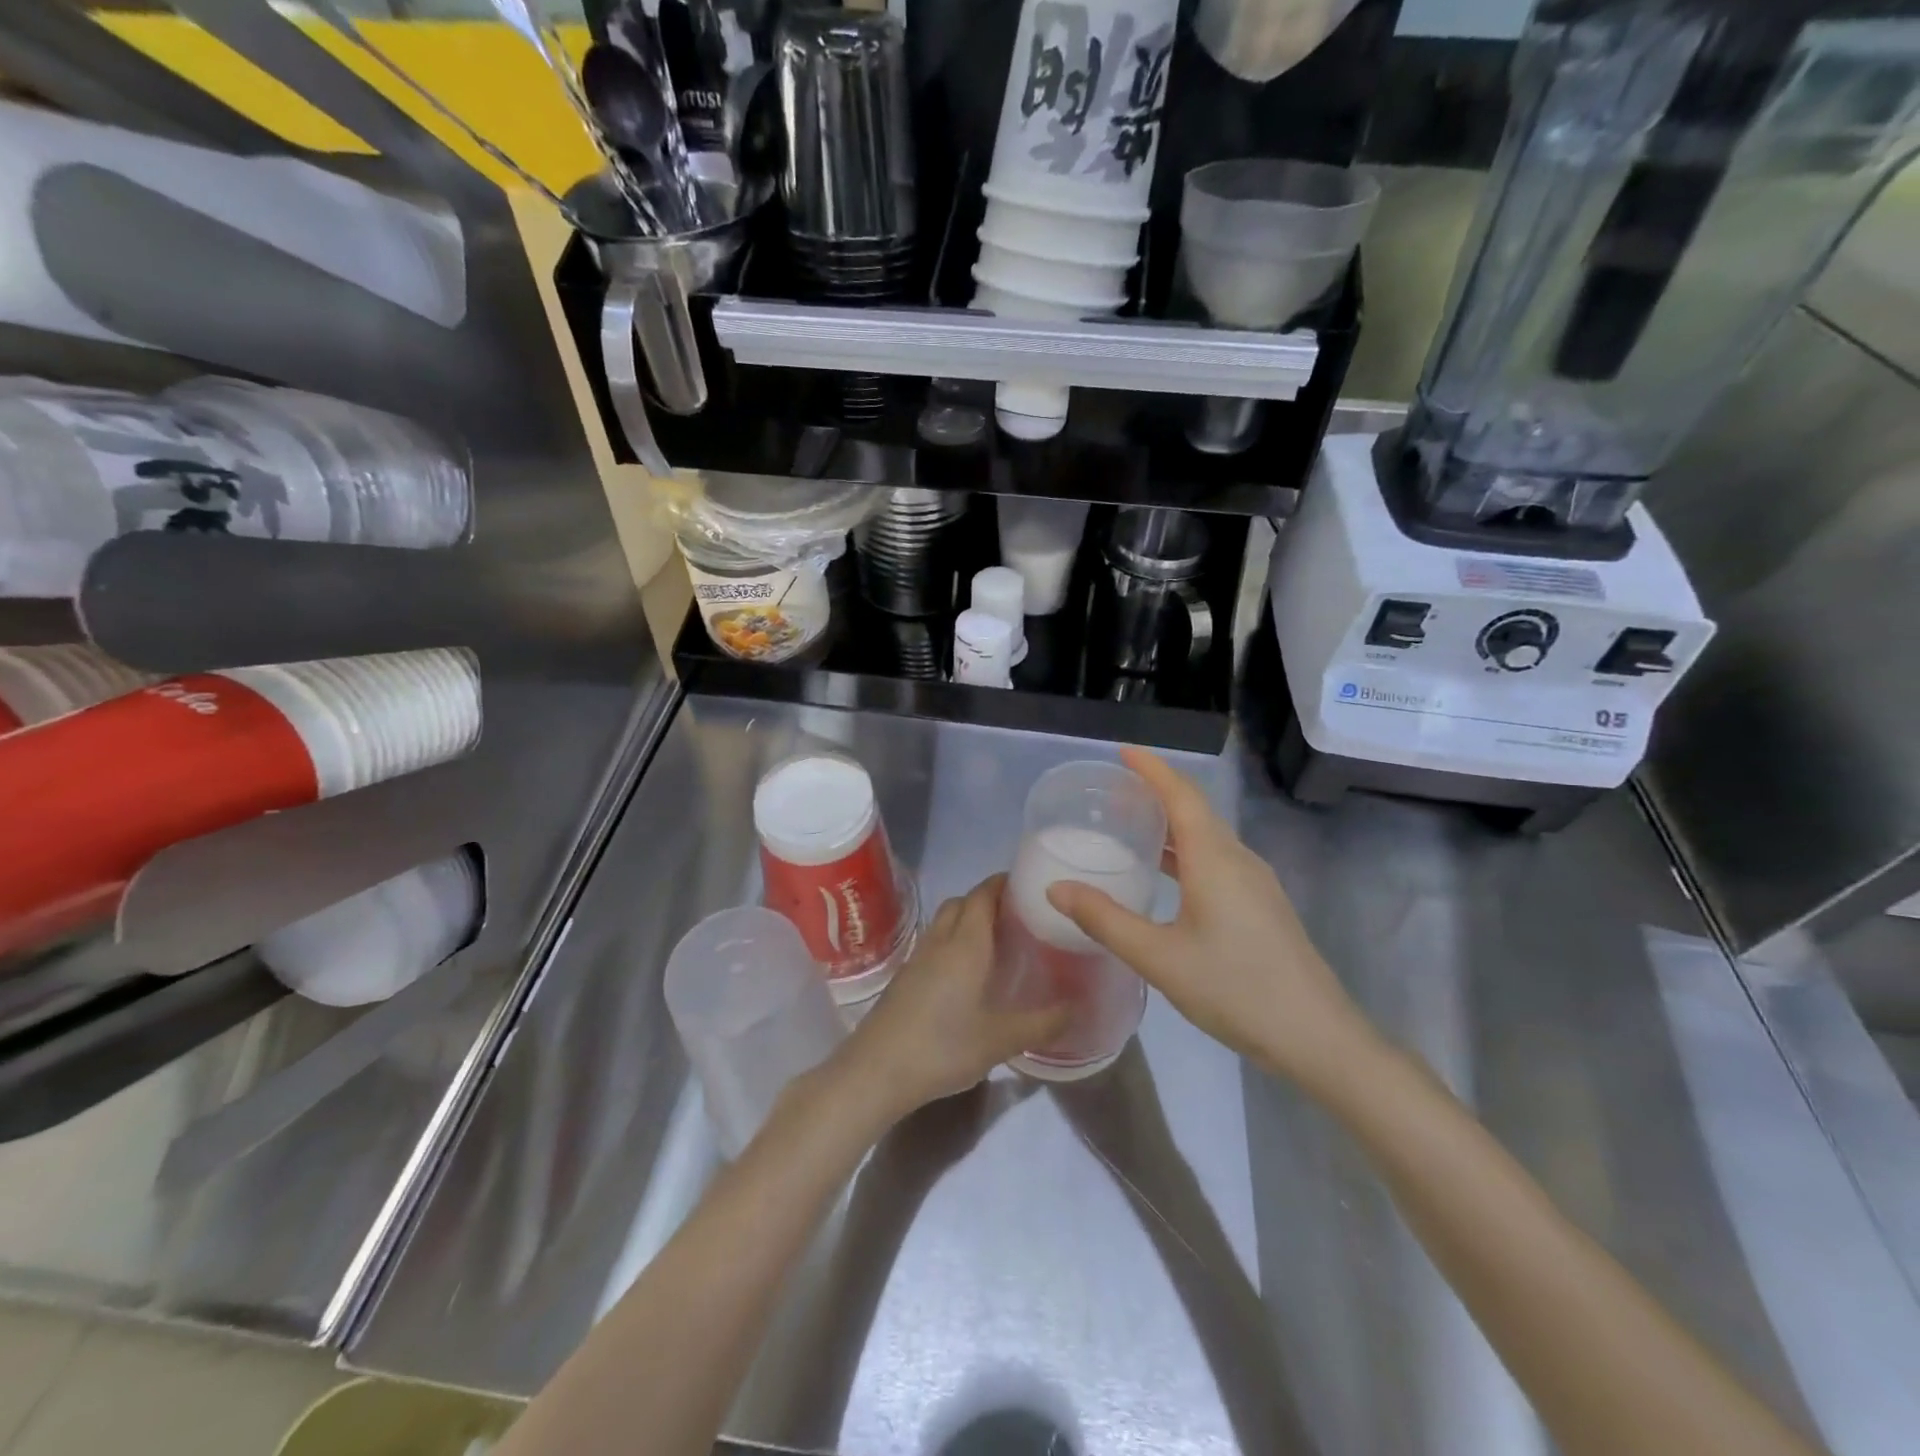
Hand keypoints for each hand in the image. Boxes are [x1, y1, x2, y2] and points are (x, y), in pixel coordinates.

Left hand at [838, 876, 1068, 1123]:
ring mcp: (918, 957)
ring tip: (996, 942)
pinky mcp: (905, 977)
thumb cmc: (943, 1047)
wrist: (877, 1070)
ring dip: (967, 919)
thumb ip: (1043, 1023)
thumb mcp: (1002, 1040)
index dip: (1003, 883)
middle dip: (988, 899)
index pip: (983, 894)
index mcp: (966, 944)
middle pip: (962, 902)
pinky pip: (934, 942)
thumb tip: (1079, 1009)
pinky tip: (966, 973)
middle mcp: (941, 940)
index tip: (1028, 885)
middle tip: (1018, 916)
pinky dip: (953, 941)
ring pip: (945, 921)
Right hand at [1045, 747, 1382, 1098]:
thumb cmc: (1235, 989)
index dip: (1153, 768)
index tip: (1122, 752)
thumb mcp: (1159, 957)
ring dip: (1172, 824)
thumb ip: (1105, 920)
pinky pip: (1218, 861)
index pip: (1181, 794)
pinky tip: (1168, 878)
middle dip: (1157, 793)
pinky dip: (1187, 853)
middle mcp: (1238, 859)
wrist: (1317, 1037)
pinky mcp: (1263, 906)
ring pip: (1208, 837)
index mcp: (1215, 859)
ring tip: (1133, 829)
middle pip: (1196, 810)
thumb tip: (1056, 889)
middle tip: (1115, 794)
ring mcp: (1256, 883)